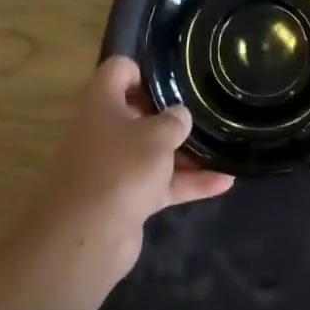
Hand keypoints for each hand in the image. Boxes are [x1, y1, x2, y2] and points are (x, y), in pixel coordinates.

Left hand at [33, 56, 233, 285]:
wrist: (86, 239)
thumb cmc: (120, 168)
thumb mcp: (156, 136)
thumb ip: (174, 121)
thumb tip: (179, 116)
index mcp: (101, 103)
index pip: (119, 70)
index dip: (144, 70)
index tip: (174, 80)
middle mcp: (103, 131)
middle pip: (138, 112)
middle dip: (170, 114)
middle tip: (203, 111)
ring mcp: (114, 167)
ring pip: (152, 151)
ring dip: (185, 152)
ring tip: (223, 146)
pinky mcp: (125, 199)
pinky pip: (160, 183)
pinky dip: (187, 183)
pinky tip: (223, 183)